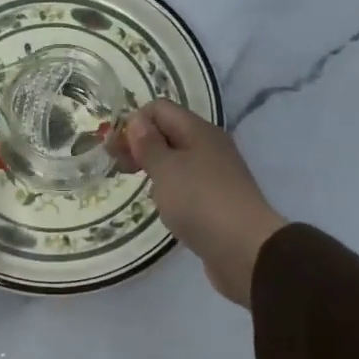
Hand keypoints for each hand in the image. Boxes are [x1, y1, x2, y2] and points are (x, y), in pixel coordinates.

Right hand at [119, 100, 286, 305]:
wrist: (244, 249)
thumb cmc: (200, 202)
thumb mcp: (166, 169)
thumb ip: (148, 144)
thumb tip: (137, 120)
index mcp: (199, 131)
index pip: (160, 109)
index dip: (134, 122)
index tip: (114, 149)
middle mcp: (209, 147)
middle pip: (168, 133)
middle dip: (140, 144)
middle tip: (116, 166)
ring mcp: (215, 174)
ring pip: (177, 159)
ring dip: (153, 166)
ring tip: (134, 183)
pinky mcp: (216, 201)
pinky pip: (186, 183)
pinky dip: (168, 187)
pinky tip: (160, 203)